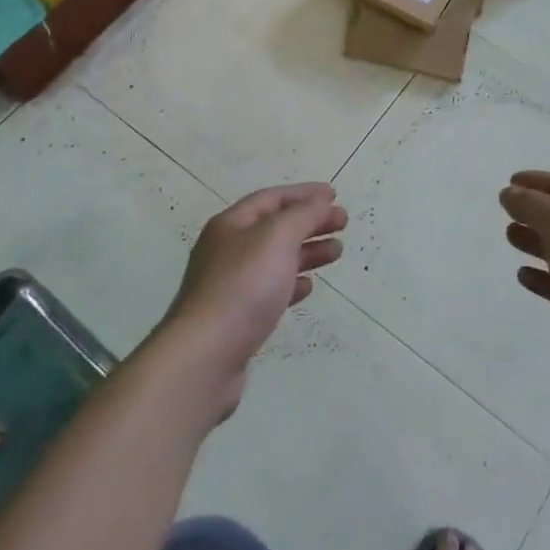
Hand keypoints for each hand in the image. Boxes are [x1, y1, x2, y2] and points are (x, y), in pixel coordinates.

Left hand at [159, 182, 345, 415]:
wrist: (206, 355)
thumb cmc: (244, 286)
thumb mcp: (277, 237)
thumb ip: (303, 215)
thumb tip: (321, 200)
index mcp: (231, 225)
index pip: (271, 198)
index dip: (304, 194)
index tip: (334, 195)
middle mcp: (227, 250)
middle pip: (274, 228)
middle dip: (309, 222)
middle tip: (342, 224)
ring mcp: (230, 285)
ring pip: (275, 259)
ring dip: (306, 251)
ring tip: (336, 252)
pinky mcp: (236, 318)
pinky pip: (269, 290)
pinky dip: (292, 283)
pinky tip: (308, 287)